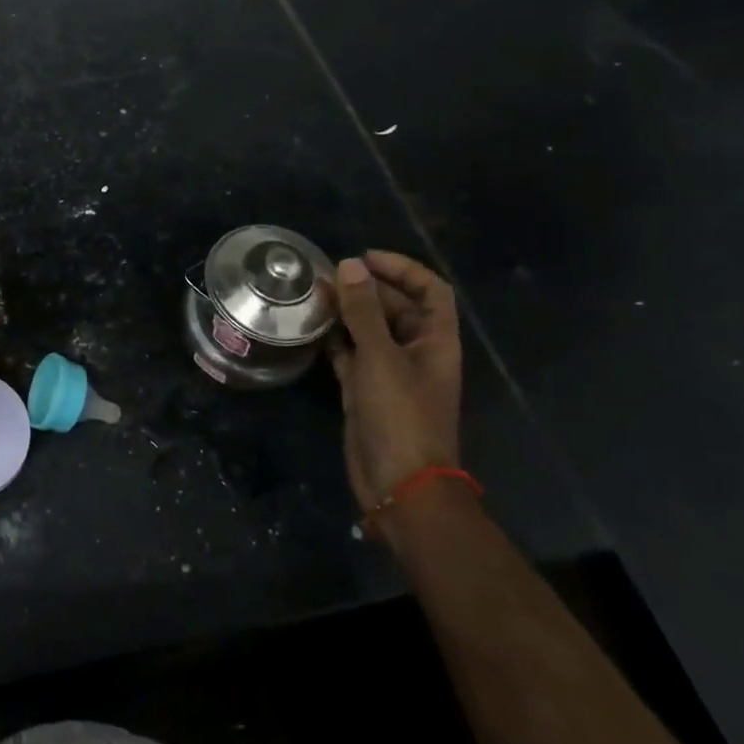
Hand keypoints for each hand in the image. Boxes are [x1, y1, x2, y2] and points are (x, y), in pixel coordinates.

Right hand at [329, 250, 463, 515]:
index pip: (430, 290)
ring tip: (312, 296)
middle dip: (364, 287)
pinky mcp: (365, 390)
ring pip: (369, 330)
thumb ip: (363, 311)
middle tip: (324, 276)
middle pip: (395, 306)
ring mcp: (389, 372)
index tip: (364, 258)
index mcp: (435, 341)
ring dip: (345, 311)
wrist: (400, 484)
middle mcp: (415, 352)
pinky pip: (350, 354)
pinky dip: (333, 339)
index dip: (402, 268)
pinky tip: (309, 328)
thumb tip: (349, 265)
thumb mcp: (381, 358)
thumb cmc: (400, 416)